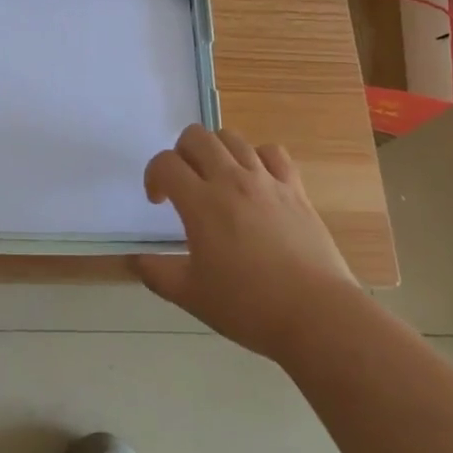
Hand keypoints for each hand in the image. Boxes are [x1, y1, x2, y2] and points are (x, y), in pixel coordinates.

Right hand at [135, 125, 357, 360]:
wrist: (316, 315)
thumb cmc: (249, 306)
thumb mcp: (192, 296)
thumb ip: (157, 274)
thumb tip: (136, 261)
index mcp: (201, 203)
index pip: (165, 163)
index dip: (153, 176)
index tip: (159, 201)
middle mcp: (231, 180)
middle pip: (196, 136)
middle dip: (181, 153)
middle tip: (185, 183)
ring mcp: (266, 180)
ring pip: (232, 138)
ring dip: (216, 151)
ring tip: (217, 178)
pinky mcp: (295, 188)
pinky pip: (272, 152)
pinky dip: (257, 157)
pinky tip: (256, 180)